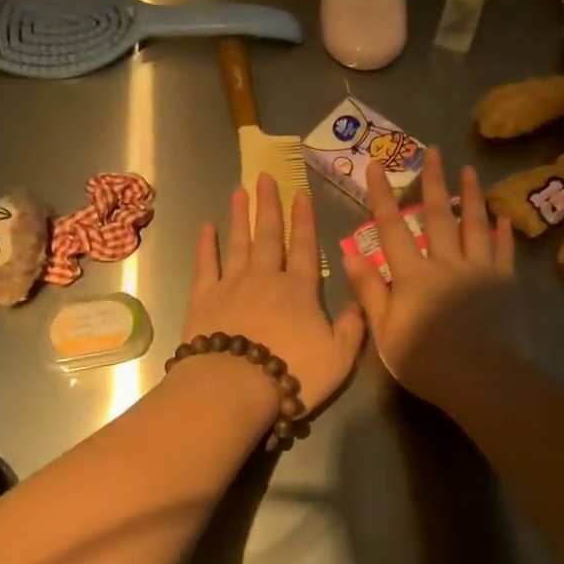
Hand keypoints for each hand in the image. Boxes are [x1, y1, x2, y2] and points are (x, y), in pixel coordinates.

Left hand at [181, 173, 367, 442]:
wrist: (235, 387)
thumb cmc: (292, 373)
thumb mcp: (339, 358)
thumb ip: (351, 328)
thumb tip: (359, 304)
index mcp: (300, 290)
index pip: (306, 247)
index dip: (305, 220)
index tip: (301, 194)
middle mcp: (267, 278)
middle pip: (270, 235)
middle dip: (269, 205)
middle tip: (265, 176)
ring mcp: (232, 284)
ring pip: (239, 242)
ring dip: (240, 216)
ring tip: (240, 191)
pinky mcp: (204, 298)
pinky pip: (206, 265)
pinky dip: (206, 245)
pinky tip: (206, 227)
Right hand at [342, 148, 514, 407]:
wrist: (484, 381)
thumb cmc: (427, 361)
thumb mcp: (385, 331)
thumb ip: (370, 291)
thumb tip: (351, 254)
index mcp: (413, 275)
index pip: (392, 227)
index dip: (382, 195)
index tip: (376, 166)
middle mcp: (446, 263)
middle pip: (438, 216)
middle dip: (433, 181)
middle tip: (433, 151)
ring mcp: (479, 271)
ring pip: (474, 225)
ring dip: (471, 196)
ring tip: (469, 171)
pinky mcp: (505, 284)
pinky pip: (504, 252)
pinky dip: (503, 232)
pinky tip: (503, 216)